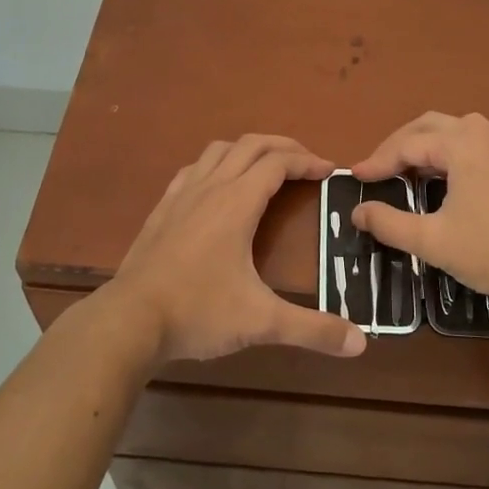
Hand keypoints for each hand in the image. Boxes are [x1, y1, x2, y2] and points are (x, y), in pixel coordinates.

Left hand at [99, 135, 366, 364]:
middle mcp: (210, 188)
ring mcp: (182, 195)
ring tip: (267, 167)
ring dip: (248, 149)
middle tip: (307, 162)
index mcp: (237, 203)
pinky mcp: (162, 209)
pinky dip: (215, 164)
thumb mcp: (260, 322)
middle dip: (283, 146)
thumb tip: (360, 343)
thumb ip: (312, 330)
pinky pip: (193, 169)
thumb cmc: (198, 313)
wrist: (129, 321)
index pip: (278, 163)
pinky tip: (217, 185)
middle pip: (250, 145)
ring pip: (219, 150)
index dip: (307, 161)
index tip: (330, 170)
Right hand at [350, 112, 488, 320]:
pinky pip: (470, 144)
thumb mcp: (433, 241)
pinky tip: (438, 179)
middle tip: (374, 171)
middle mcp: (483, 132)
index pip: (407, 144)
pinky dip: (445, 154)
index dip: (377, 162)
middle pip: (428, 126)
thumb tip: (358, 212)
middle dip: (397, 146)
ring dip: (421, 147)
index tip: (353, 178)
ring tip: (400, 173)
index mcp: (462, 143)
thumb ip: (389, 224)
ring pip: (451, 132)